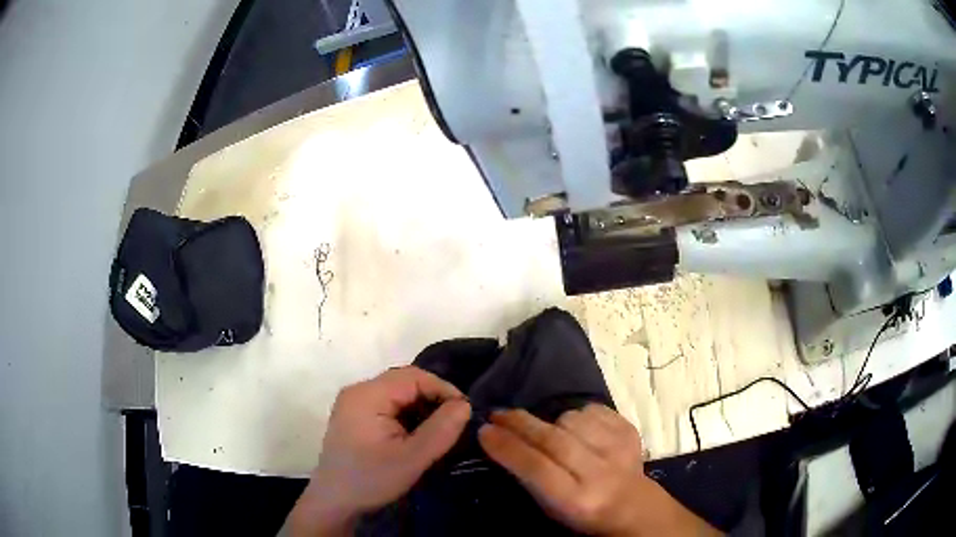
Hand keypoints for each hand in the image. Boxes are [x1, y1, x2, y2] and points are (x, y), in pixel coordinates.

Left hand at [290, 366, 470, 535]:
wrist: (334, 501)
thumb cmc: (370, 479)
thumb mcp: (411, 458)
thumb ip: (441, 430)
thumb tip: (465, 405)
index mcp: (367, 395)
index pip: (413, 377)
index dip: (443, 389)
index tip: (464, 411)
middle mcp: (358, 391)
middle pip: (404, 383)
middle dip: (433, 399)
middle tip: (455, 422)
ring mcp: (354, 403)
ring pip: (397, 394)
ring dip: (421, 408)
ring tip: (439, 430)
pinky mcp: (355, 416)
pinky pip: (388, 405)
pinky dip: (407, 416)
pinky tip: (417, 435)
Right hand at [478, 405, 720, 536]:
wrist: (632, 505)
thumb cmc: (582, 511)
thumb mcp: (550, 506)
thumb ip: (529, 478)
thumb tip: (499, 440)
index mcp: (575, 499)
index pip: (536, 468)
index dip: (507, 447)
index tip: (484, 431)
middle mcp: (598, 473)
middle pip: (554, 440)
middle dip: (520, 423)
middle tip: (497, 414)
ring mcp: (618, 449)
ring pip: (573, 419)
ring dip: (553, 421)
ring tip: (550, 432)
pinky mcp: (630, 431)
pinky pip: (594, 409)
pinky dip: (579, 414)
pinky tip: (578, 429)